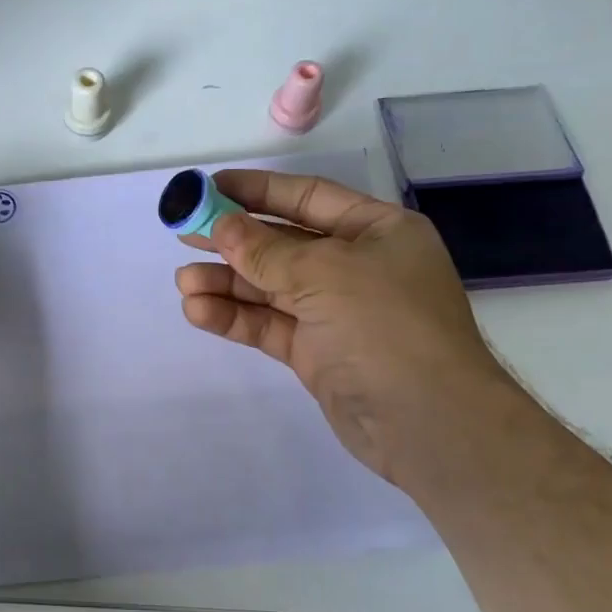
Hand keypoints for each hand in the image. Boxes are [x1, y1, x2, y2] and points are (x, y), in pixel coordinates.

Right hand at [175, 170, 510, 479]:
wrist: (428, 423)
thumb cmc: (387, 326)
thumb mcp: (326, 274)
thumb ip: (267, 251)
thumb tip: (222, 226)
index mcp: (376, 231)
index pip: (307, 198)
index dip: (256, 191)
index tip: (208, 189)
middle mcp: (356, 266)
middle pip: (282, 243)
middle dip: (233, 240)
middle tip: (183, 234)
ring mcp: (335, 312)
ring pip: (269, 288)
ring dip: (226, 283)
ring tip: (184, 282)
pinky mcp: (316, 352)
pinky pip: (268, 324)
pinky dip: (235, 317)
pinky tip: (198, 310)